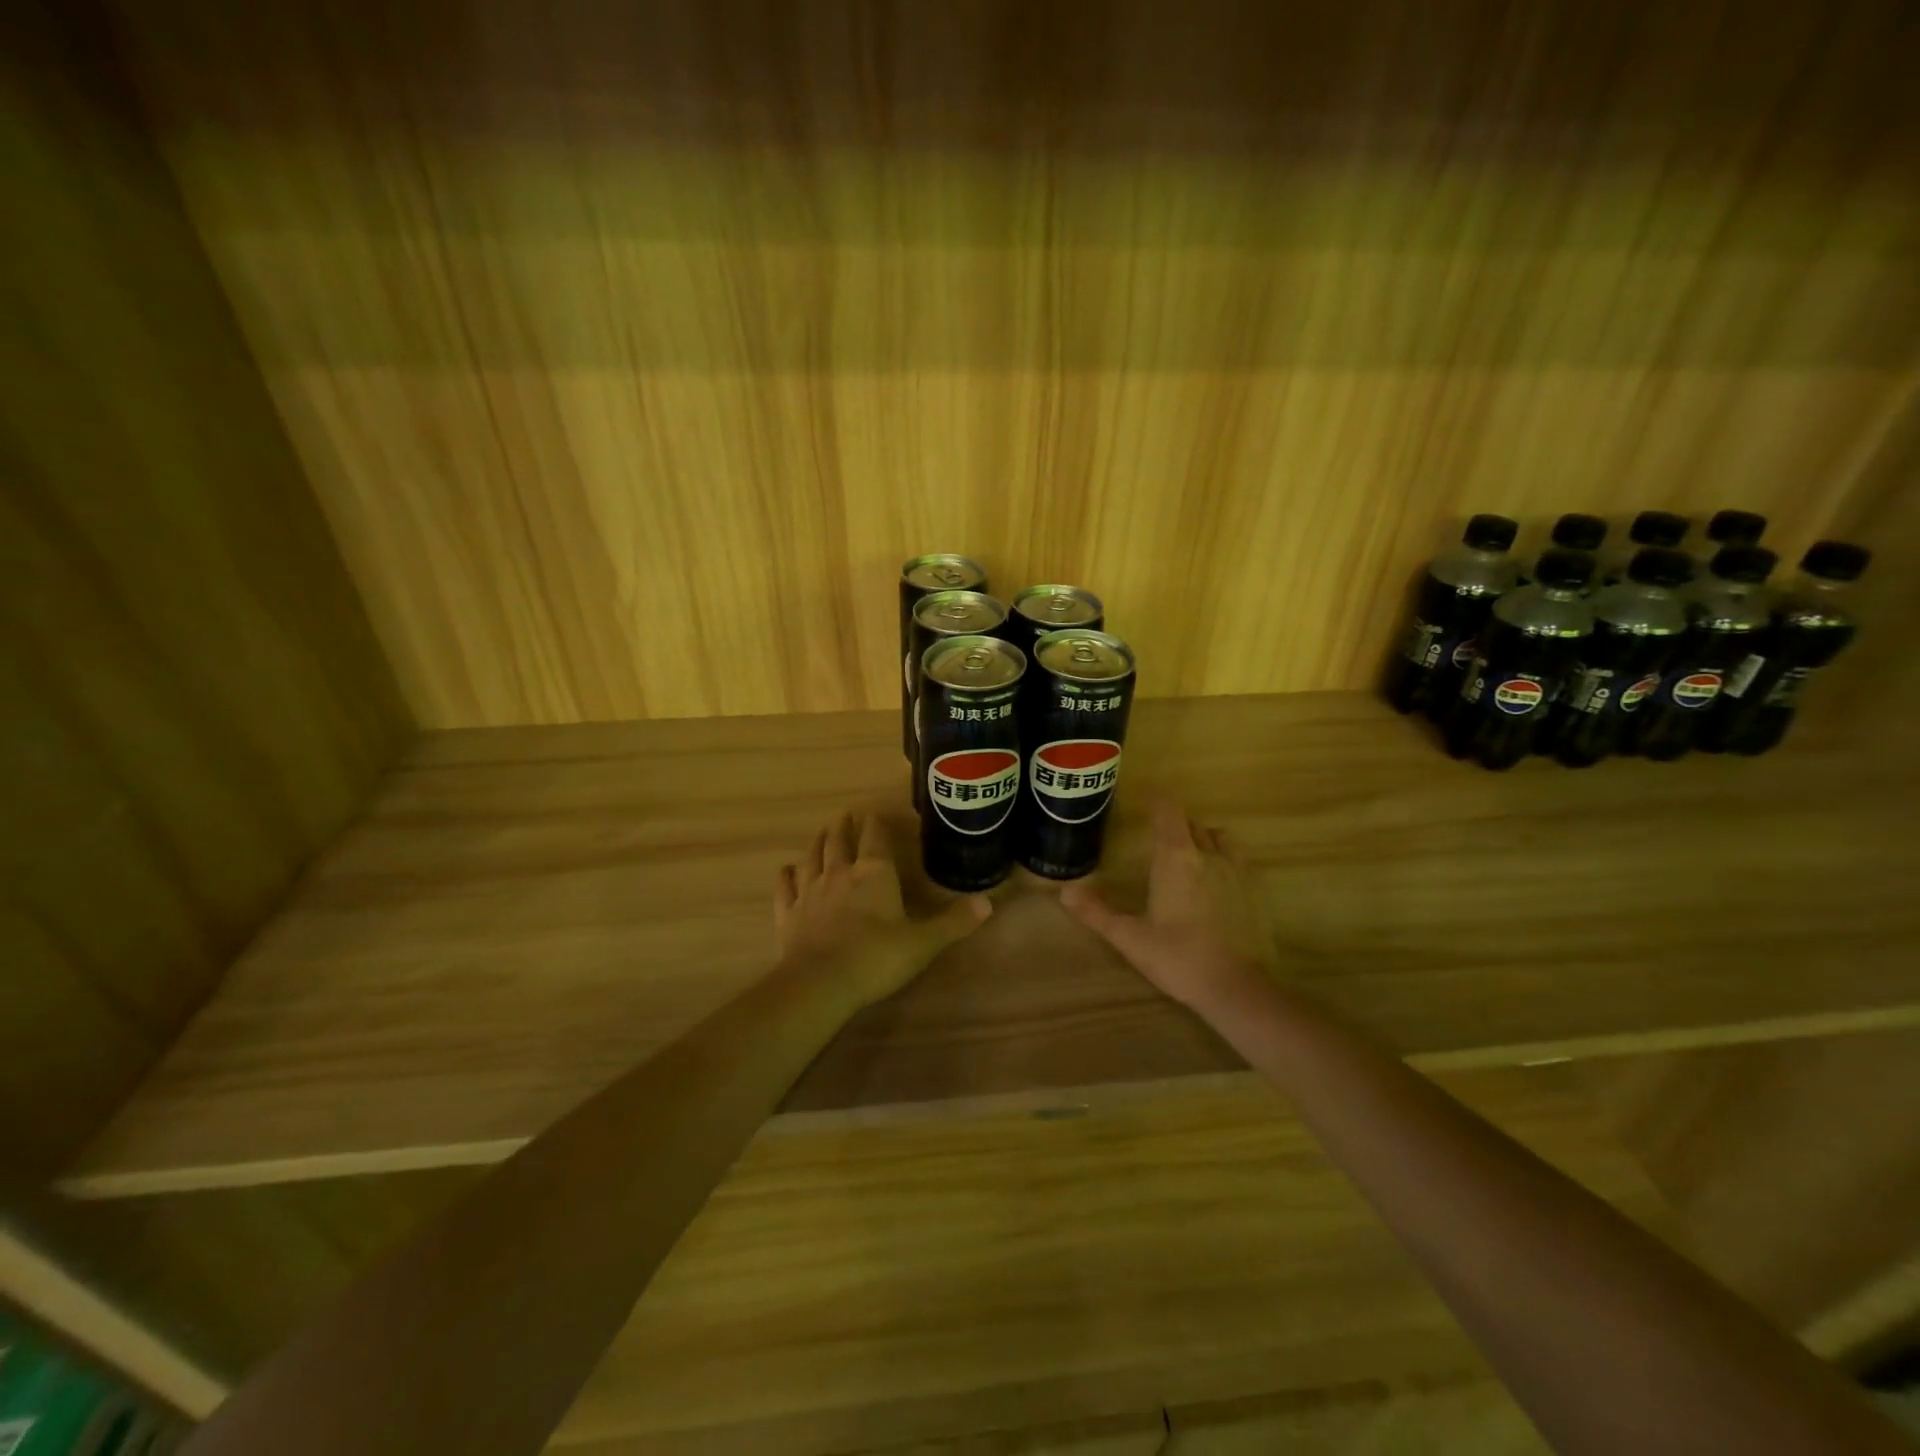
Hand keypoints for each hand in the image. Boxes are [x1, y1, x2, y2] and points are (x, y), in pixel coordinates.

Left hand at [775, 812, 991, 1010]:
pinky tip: (786, 870)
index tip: (874, 814)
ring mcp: (810, 892)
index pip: (875, 838)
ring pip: (812, 858)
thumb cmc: (877, 957)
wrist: (821, 983)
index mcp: (875, 874)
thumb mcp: (924, 942)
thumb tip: (988, 903)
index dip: (875, 824)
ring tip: (821, 832)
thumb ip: (953, 922)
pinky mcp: (788, 914)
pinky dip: (786, 876)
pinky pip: (785, 888)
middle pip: (839, 842)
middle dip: (844, 827)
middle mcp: (840, 874)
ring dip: (817, 843)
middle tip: (845, 816)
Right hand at [1060, 801, 1276, 1011]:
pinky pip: (1238, 859)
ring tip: (1189, 855)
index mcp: (1175, 858)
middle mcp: (1208, 855)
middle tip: (1157, 837)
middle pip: (1191, 824)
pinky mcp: (1255, 891)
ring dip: (1203, 838)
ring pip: (1219, 838)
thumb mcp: (1129, 937)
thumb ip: (1096, 912)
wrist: (1235, 988)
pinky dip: (1224, 859)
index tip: (1144, 804)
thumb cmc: (1177, 957)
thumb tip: (1063, 892)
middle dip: (1174, 824)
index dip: (1157, 803)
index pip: (1168, 813)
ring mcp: (1236, 871)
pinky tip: (1215, 882)